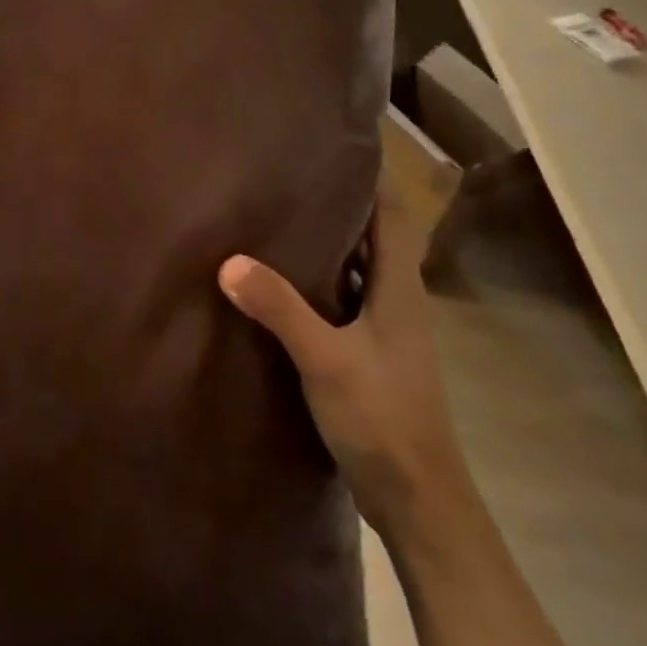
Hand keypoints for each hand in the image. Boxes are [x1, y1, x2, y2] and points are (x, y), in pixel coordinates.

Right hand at [218, 191, 474, 542]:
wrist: (418, 501)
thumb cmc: (383, 419)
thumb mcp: (325, 360)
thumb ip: (279, 308)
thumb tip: (228, 260)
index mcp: (398, 289)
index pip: (393, 216)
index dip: (373, 177)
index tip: (339, 144)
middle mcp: (395, 301)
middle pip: (372, 237)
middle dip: (340, 203)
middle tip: (290, 173)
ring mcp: (382, 330)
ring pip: (355, 270)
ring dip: (326, 242)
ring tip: (277, 216)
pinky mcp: (366, 355)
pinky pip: (340, 300)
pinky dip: (315, 282)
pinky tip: (278, 282)